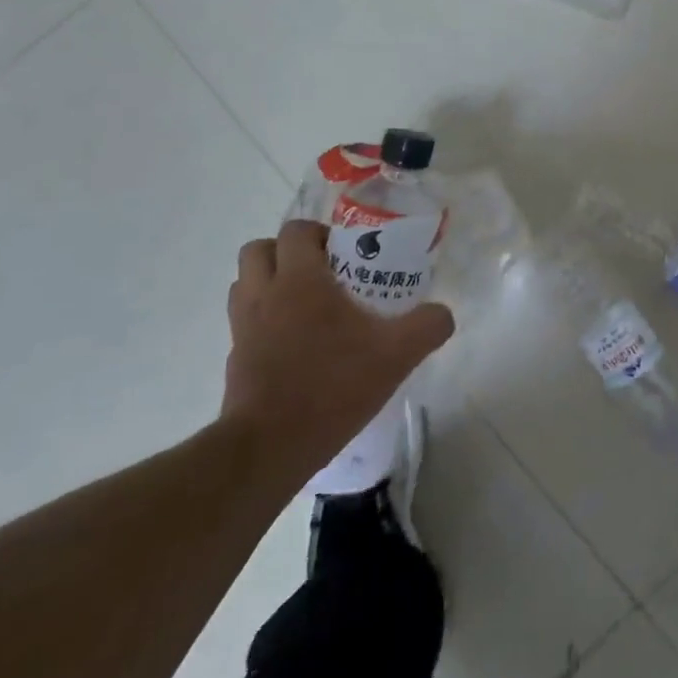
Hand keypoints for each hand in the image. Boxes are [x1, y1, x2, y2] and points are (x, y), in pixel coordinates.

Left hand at [221, 220, 454, 473]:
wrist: (270, 447)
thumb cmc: (332, 386)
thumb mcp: (396, 355)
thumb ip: (427, 326)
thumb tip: (443, 313)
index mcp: (299, 280)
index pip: (296, 230)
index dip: (319, 233)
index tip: (345, 252)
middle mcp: (264, 294)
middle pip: (259, 249)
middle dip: (287, 252)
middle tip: (321, 272)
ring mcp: (243, 327)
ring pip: (245, 283)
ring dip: (269, 281)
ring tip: (305, 303)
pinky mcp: (235, 358)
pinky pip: (244, 320)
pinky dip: (263, 319)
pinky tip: (294, 343)